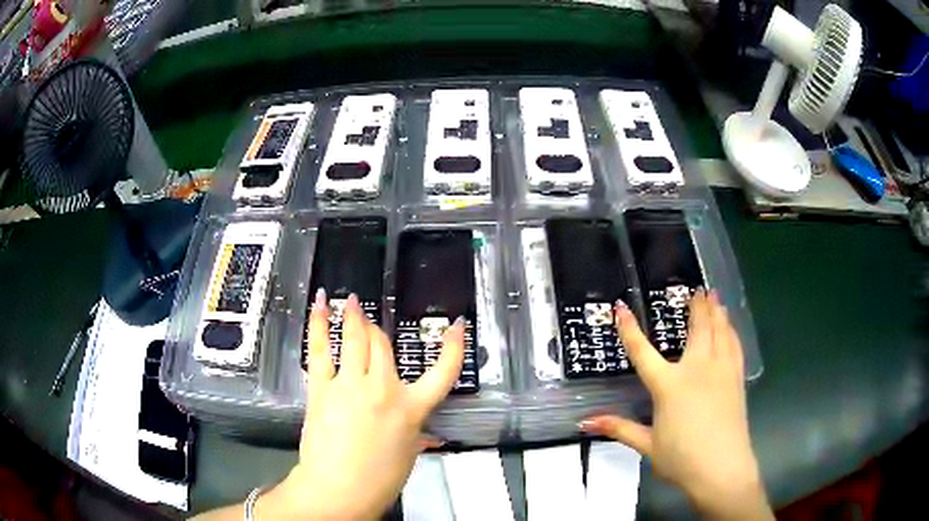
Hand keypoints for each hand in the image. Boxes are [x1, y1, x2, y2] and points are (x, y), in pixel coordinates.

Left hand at [258, 291, 464, 519]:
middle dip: (378, 329)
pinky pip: (322, 350)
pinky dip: (320, 326)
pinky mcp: (323, 388)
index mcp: (412, 409)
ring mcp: (351, 386)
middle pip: (384, 346)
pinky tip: (320, 308)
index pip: (443, 372)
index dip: (452, 347)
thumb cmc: (378, 480)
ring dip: (353, 316)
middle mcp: (384, 391)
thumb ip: (417, 434)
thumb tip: (425, 433)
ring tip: (350, 301)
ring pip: (355, 339)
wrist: (339, 489)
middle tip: (372, 318)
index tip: (456, 326)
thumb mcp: (409, 454)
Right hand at [580, 290, 772, 520]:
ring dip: (716, 312)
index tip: (620, 308)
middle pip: (697, 329)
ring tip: (715, 296)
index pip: (643, 353)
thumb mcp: (647, 445)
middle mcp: (696, 369)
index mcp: (669, 385)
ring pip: (720, 331)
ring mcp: (720, 371)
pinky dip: (731, 331)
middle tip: (697, 288)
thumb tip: (586, 422)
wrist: (721, 468)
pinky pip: (734, 346)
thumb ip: (620, 428)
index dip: (629, 330)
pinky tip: (731, 326)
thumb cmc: (680, 458)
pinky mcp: (736, 379)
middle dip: (696, 306)